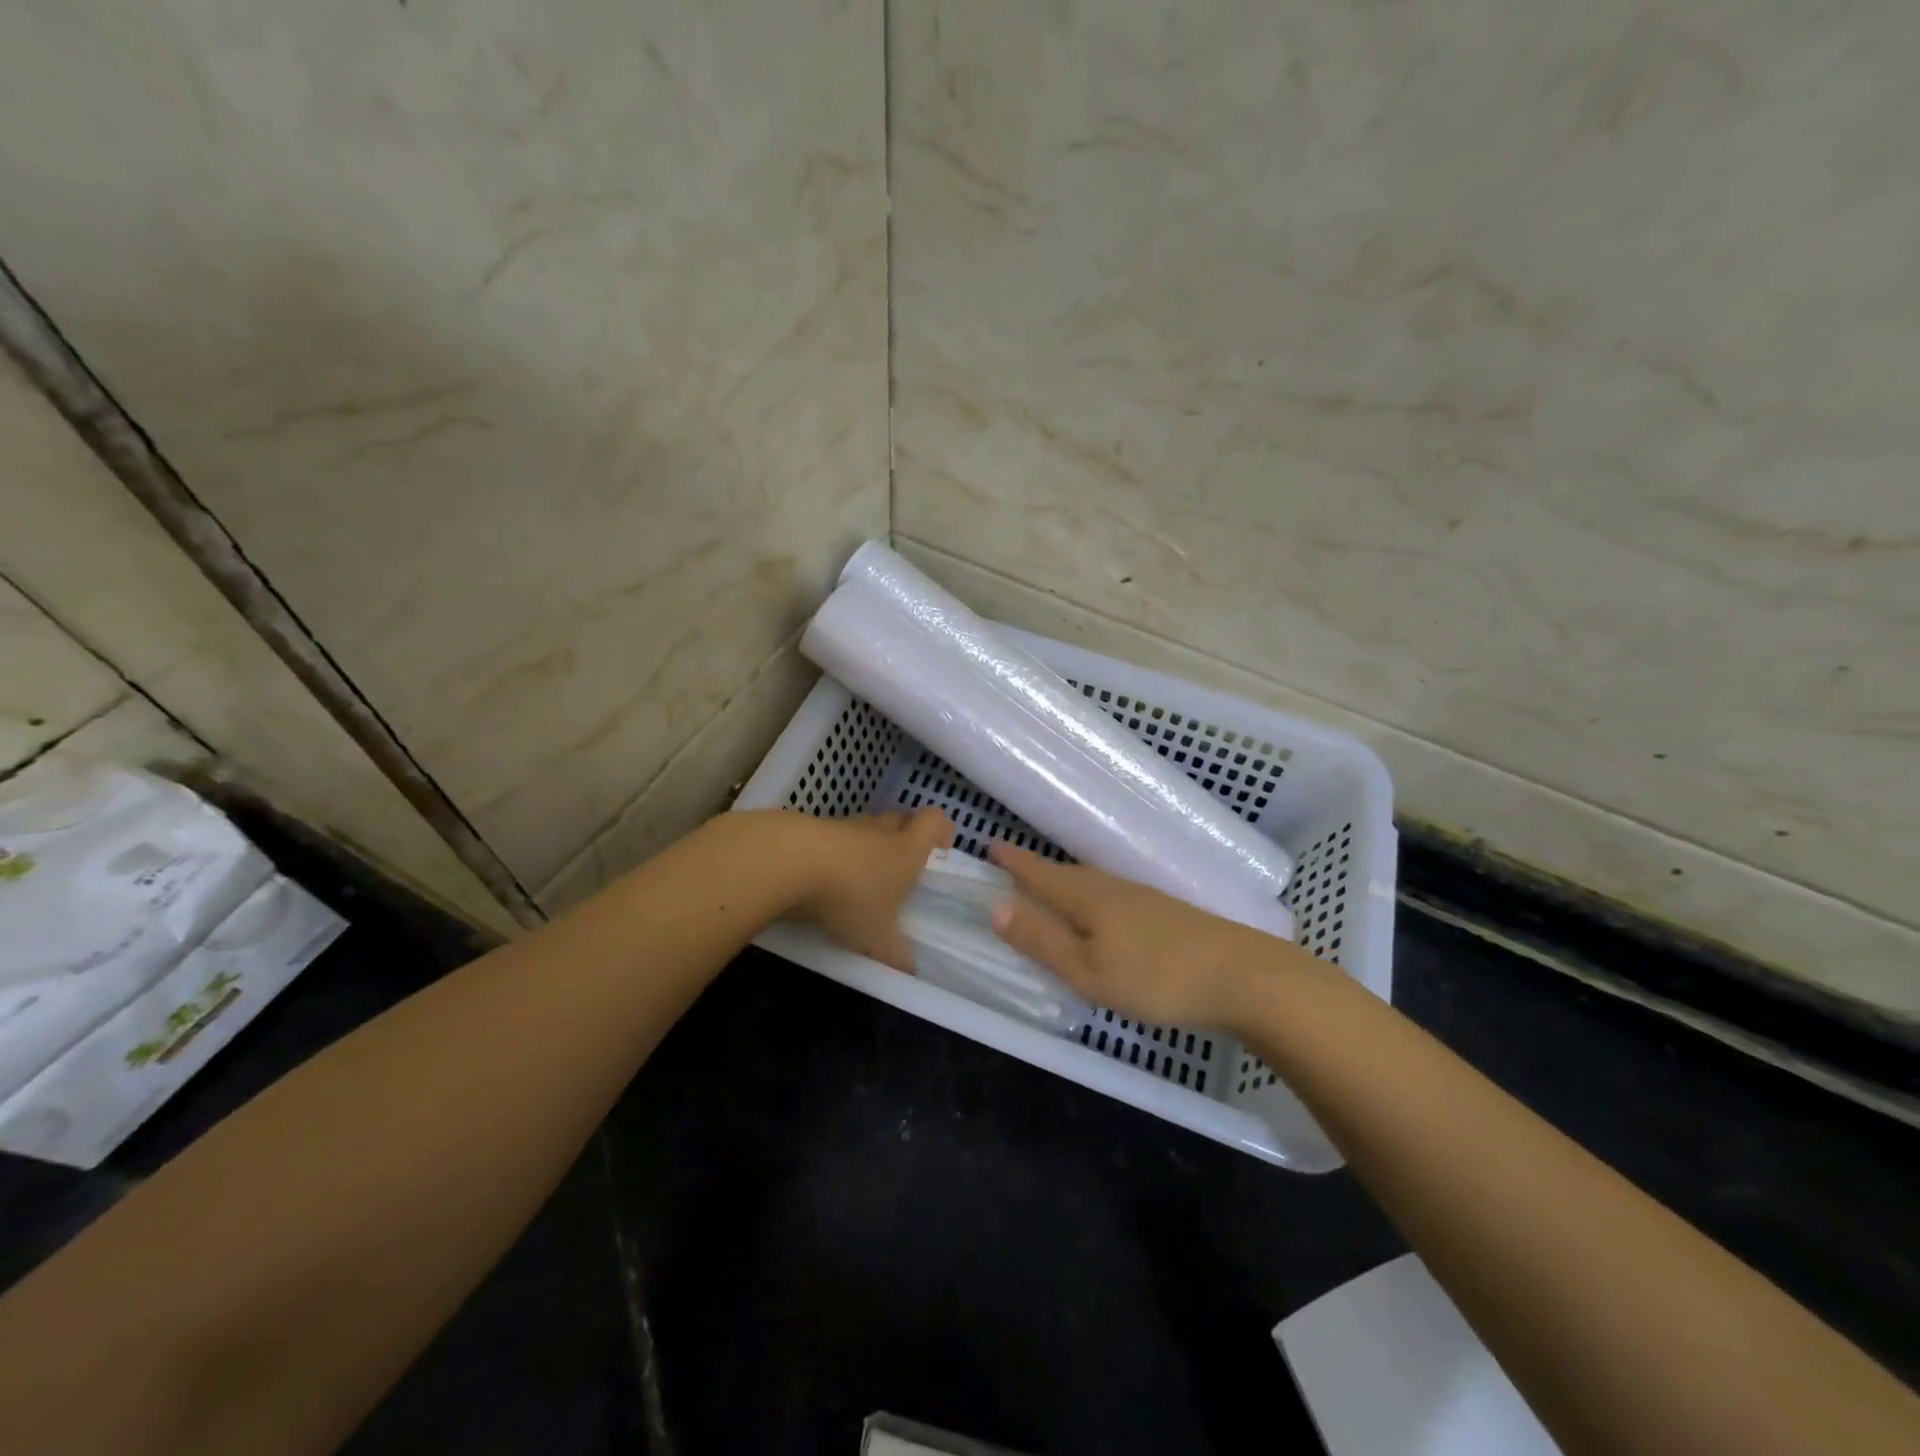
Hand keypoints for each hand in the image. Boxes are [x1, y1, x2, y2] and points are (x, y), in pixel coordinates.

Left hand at [790, 808, 953, 970]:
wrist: (791, 862)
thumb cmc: (850, 896)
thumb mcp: (876, 937)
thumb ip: (894, 954)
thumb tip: (910, 971)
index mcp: (906, 850)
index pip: (933, 821)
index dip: (940, 829)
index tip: (940, 846)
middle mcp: (879, 832)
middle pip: (900, 819)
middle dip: (905, 835)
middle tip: (902, 862)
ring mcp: (844, 827)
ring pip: (865, 828)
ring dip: (867, 844)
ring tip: (861, 874)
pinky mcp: (811, 831)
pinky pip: (833, 838)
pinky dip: (835, 852)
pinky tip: (825, 877)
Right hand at [987, 844, 1313, 1028]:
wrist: (1242, 976)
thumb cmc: (1155, 977)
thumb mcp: (1087, 969)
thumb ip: (1041, 940)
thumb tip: (994, 906)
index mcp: (1087, 898)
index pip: (1040, 874)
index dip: (1014, 863)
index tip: (990, 846)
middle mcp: (1112, 888)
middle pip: (1065, 874)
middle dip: (1037, 871)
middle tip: (1013, 869)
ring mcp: (1142, 898)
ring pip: (1091, 884)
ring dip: (1065, 883)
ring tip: (1050, 889)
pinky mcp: (1165, 914)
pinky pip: (1112, 896)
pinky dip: (1091, 898)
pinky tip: (1101, 914)